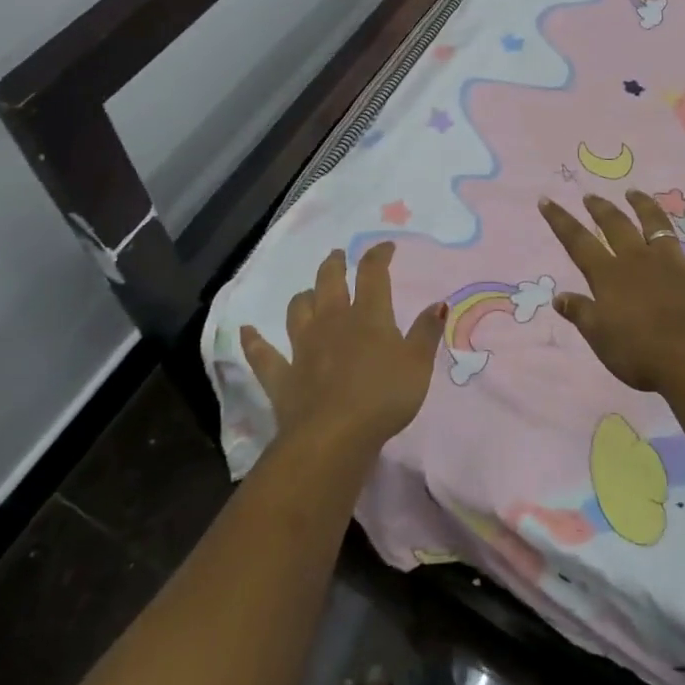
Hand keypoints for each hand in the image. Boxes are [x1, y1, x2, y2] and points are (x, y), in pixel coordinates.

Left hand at [240, 243, 444, 454]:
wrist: (333, 437)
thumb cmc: (382, 397)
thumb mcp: (417, 365)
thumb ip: (426, 332)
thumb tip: (438, 303)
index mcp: (368, 315)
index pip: (373, 273)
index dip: (378, 255)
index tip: (384, 247)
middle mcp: (333, 321)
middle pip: (330, 282)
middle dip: (335, 265)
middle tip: (338, 256)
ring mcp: (303, 347)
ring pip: (299, 310)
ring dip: (303, 297)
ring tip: (308, 292)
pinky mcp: (281, 375)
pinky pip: (262, 354)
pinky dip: (253, 341)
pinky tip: (245, 331)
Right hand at [537, 191, 684, 394]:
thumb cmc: (641, 354)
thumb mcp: (600, 338)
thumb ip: (580, 313)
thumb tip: (558, 295)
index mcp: (609, 275)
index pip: (578, 242)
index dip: (560, 221)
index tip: (546, 200)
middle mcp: (639, 259)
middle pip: (616, 225)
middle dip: (601, 209)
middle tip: (591, 196)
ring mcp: (674, 261)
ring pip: (656, 224)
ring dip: (645, 206)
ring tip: (634, 192)